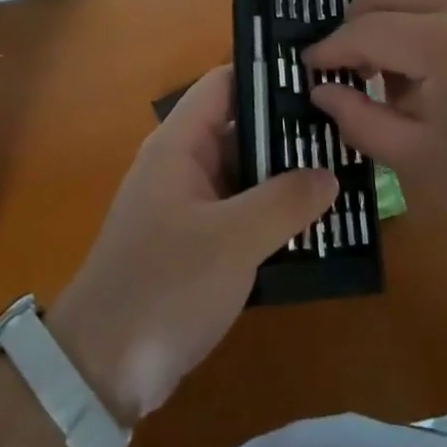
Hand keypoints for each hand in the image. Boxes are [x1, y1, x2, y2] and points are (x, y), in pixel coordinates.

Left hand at [49, 66, 336, 424]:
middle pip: (239, 128)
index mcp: (179, 144)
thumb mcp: (233, 241)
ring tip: (344, 171)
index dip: (267, 75)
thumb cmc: (165, 287)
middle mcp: (182, 164)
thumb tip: (329, 173)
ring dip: (285, 177)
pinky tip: (316, 224)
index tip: (319, 75)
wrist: (100, 371)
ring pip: (244, 174)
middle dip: (288, 131)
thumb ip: (284, 201)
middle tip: (346, 129)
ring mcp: (187, 206)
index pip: (225, 84)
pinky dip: (272, 215)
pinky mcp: (194, 245)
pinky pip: (240, 213)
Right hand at [306, 0, 446, 243]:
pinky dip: (420, 25)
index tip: (305, 72)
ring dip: (388, 22)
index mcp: (443, 42)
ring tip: (391, 81)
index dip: (327, 51)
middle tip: (346, 70)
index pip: (363, 30)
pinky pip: (445, 3)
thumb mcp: (429, 165)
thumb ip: (365, 124)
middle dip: (352, 22)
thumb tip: (322, 93)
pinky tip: (434, 79)